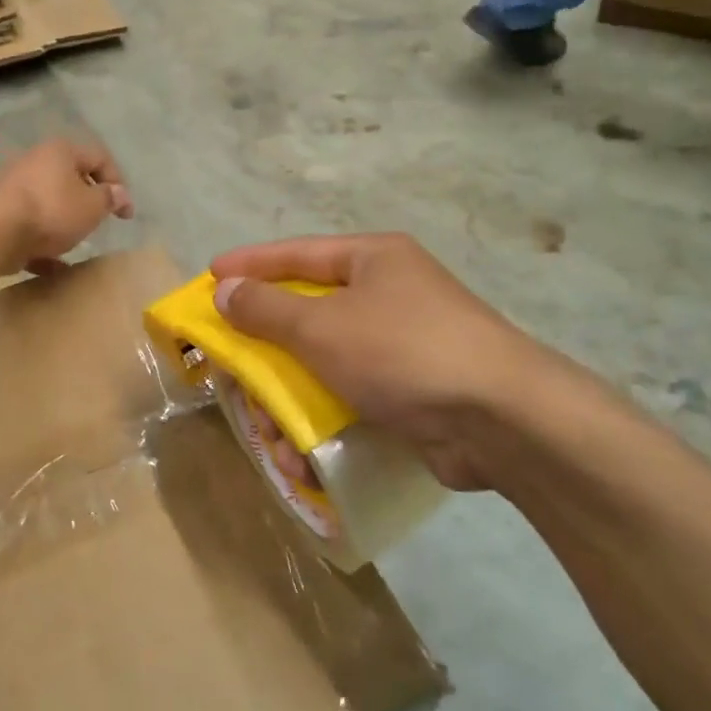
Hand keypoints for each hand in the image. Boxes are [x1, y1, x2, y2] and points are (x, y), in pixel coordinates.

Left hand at [0, 139, 132, 274]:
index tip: (125, 213)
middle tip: (99, 222)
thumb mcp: (92, 206)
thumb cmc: (52, 211)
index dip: (118, 184)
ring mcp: (13, 187)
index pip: (99, 158)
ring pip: (48, 203)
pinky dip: (43, 244)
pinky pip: (29, 227)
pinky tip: (54, 266)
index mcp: (61, 151)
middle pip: (70, 178)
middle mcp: (35, 162)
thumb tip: (119, 193)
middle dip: (87, 201)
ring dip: (64, 222)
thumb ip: (109, 199)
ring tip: (75, 243)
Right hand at [209, 234, 619, 493]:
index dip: (250, 264)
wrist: (500, 418)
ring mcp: (403, 344)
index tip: (210, 274)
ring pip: (325, 364)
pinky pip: (350, 397)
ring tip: (272, 435)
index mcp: (373, 260)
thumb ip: (267, 309)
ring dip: (291, 402)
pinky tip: (303, 457)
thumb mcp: (323, 326)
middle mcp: (389, 294)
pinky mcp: (412, 391)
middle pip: (308, 314)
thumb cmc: (402, 351)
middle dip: (267, 351)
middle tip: (232, 368)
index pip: (297, 253)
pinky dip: (323, 422)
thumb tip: (225, 289)